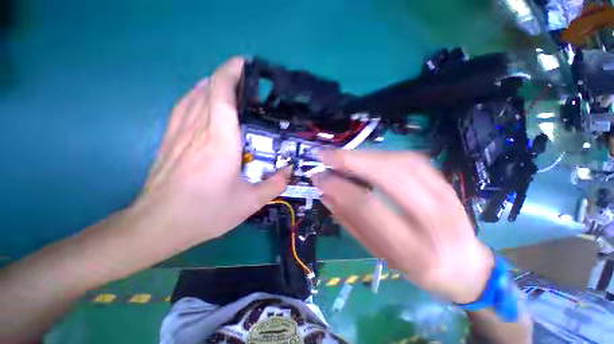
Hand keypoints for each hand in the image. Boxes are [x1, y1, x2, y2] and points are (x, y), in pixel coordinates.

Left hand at [134, 57, 287, 245]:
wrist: (159, 225)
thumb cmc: (206, 212)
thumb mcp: (250, 202)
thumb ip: (275, 185)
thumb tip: (289, 171)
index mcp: (219, 141)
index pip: (221, 93)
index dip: (231, 72)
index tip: (246, 65)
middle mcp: (198, 129)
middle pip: (209, 89)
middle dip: (228, 78)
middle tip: (250, 88)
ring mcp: (179, 133)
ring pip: (194, 95)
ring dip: (213, 86)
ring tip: (232, 92)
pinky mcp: (169, 140)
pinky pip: (184, 107)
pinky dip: (198, 97)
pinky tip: (207, 104)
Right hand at [312, 150, 493, 303]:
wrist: (466, 266)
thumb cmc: (418, 268)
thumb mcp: (379, 253)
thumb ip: (351, 221)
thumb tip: (326, 193)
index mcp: (414, 249)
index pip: (367, 205)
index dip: (339, 186)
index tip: (318, 177)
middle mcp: (434, 218)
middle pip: (386, 175)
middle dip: (350, 160)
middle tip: (325, 155)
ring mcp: (445, 194)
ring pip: (398, 161)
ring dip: (364, 155)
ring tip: (340, 156)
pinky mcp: (444, 181)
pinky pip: (408, 159)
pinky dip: (380, 155)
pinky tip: (365, 158)